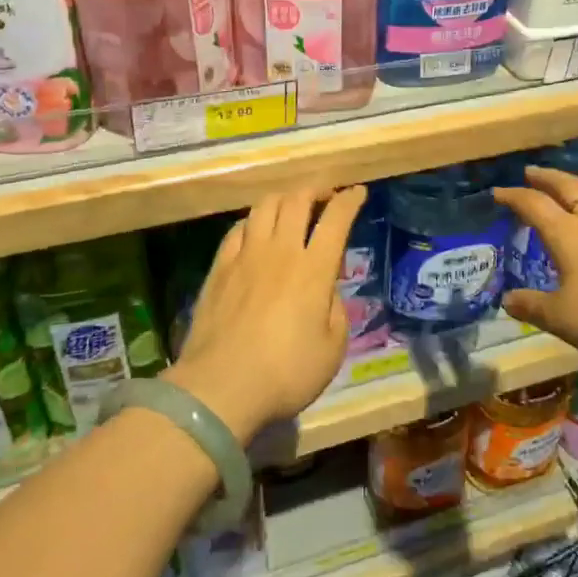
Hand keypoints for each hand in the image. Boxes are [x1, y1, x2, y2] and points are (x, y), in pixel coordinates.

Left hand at [165, 186, 365, 443]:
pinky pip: (238, 228)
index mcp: (313, 270)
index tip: (358, 192)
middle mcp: (280, 251)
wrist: (220, 387)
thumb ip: (335, 310)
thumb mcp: (332, 349)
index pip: (336, 220)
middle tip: (326, 195)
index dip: (349, 200)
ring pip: (265, 206)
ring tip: (292, 207)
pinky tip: (256, 230)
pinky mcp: (219, 267)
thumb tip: (326, 291)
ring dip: (284, 198)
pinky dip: (254, 221)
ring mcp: (246, 256)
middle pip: (297, 200)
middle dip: (316, 189)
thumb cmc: (285, 373)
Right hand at [493, 167, 577, 362]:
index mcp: (567, 234)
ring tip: (567, 202)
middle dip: (546, 178)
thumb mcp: (563, 317)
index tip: (498, 192)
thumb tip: (507, 300)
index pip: (534, 205)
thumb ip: (533, 307)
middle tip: (531, 171)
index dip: (514, 197)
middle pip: (567, 188)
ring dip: (575, 197)